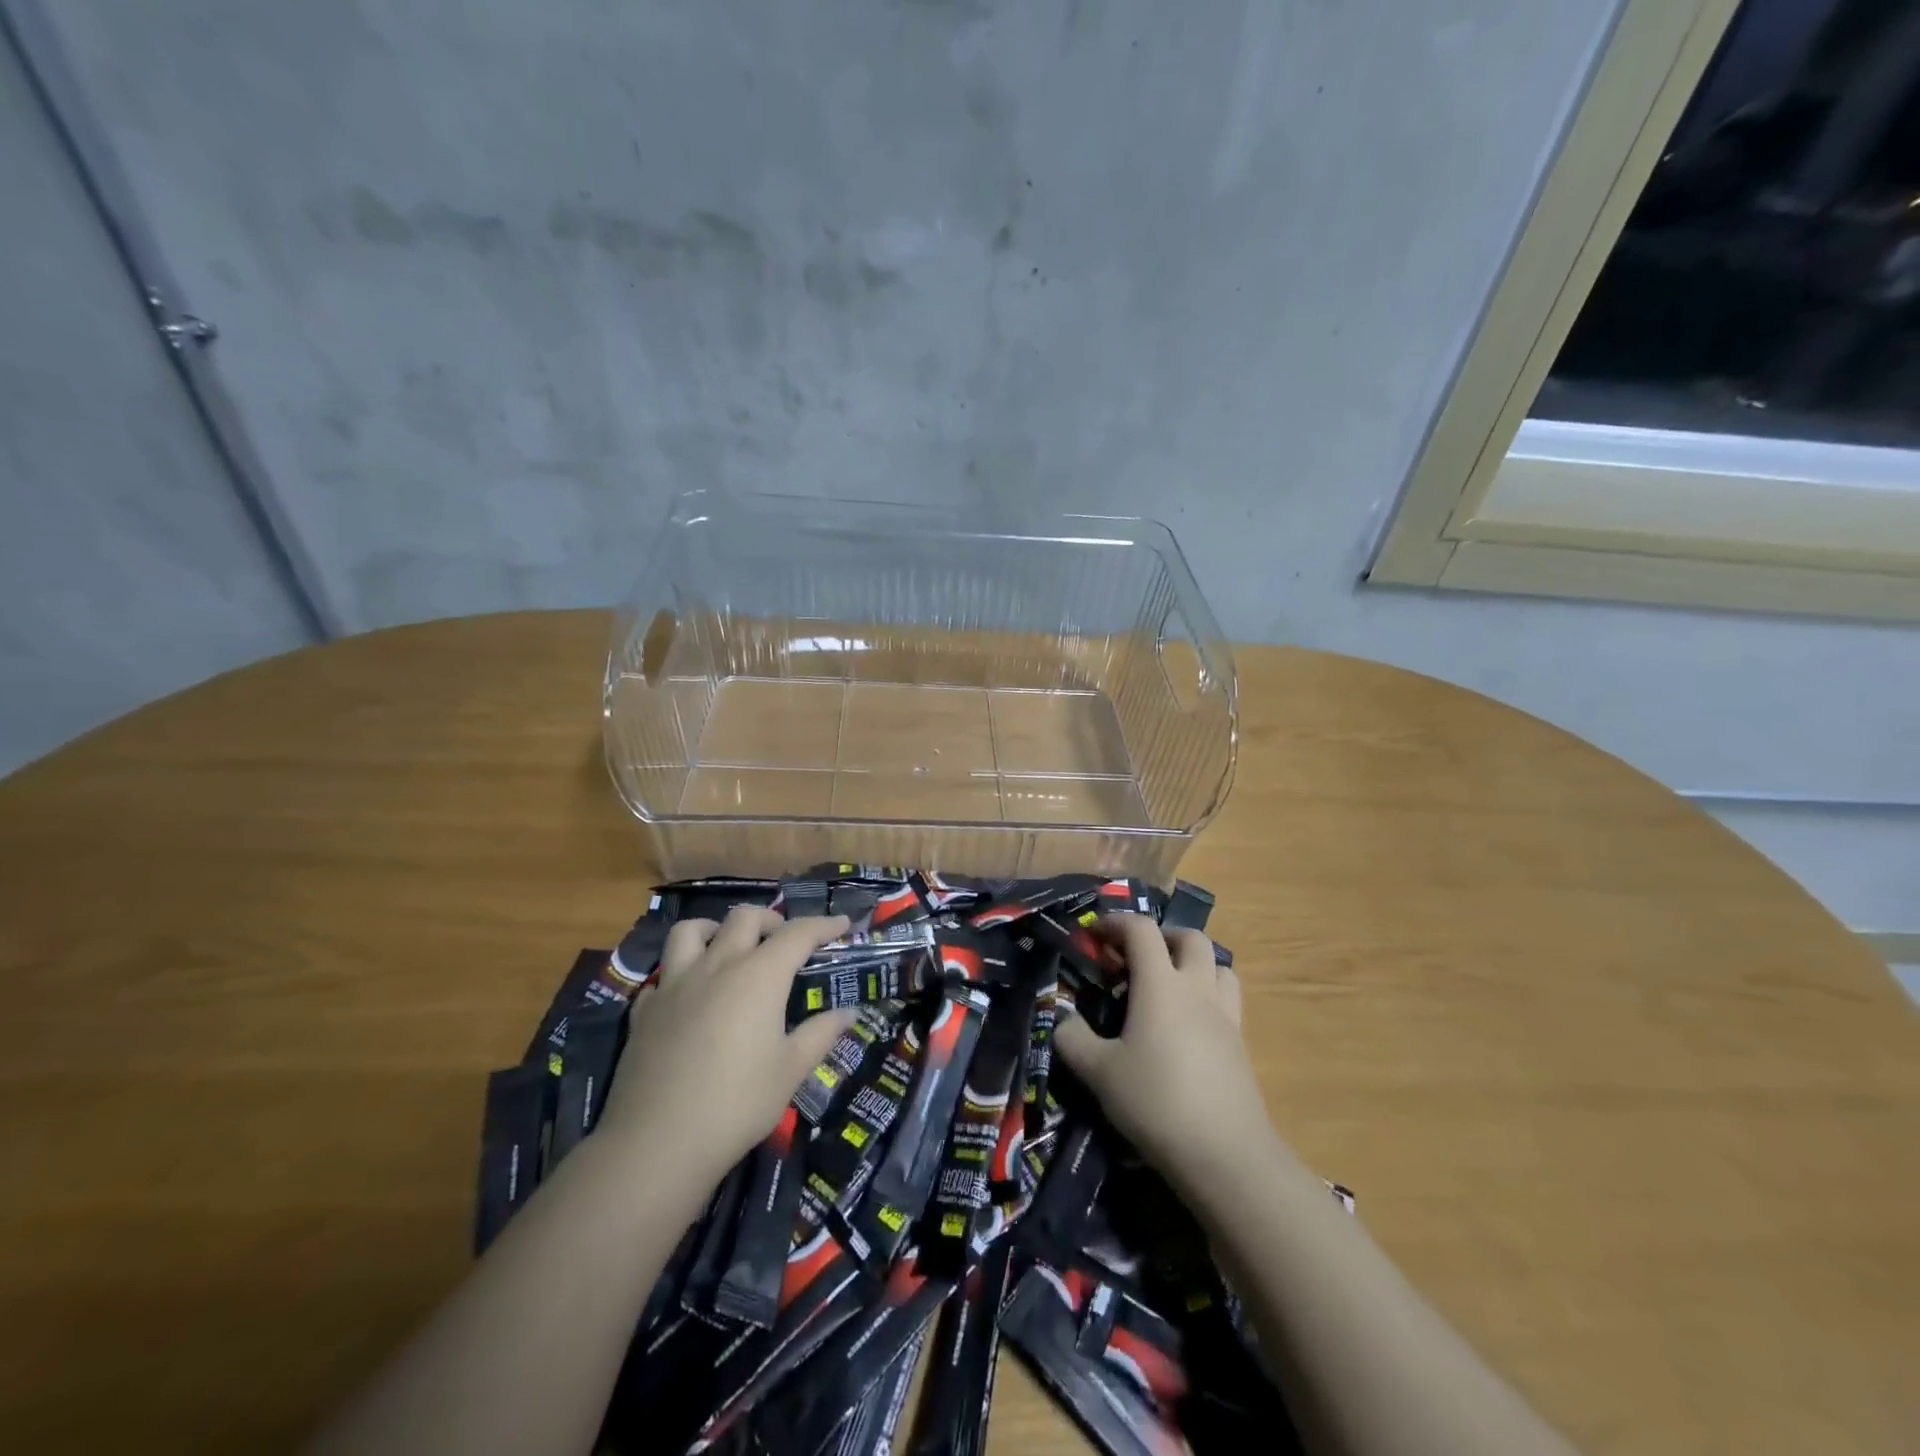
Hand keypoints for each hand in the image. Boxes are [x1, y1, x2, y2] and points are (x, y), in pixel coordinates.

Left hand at [596, 907, 855, 1187]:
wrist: (657, 1142)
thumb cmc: (737, 1103)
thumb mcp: (790, 1070)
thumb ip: (820, 1034)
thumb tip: (848, 1013)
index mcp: (759, 976)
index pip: (797, 933)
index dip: (824, 925)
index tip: (843, 924)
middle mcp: (717, 966)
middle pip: (744, 918)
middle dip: (771, 919)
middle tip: (786, 939)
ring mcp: (674, 985)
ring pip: (690, 931)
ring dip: (715, 929)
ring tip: (728, 947)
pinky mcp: (645, 1010)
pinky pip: (663, 975)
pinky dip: (681, 973)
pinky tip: (689, 996)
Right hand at [1053, 914, 1275, 1191]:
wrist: (1225, 1154)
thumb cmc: (1156, 1101)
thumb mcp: (1099, 1072)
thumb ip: (1073, 1038)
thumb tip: (1063, 1018)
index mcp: (1160, 984)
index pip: (1141, 930)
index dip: (1116, 923)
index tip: (1095, 934)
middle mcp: (1196, 988)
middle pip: (1189, 938)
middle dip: (1161, 936)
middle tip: (1136, 957)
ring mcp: (1225, 1015)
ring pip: (1218, 965)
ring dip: (1193, 962)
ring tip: (1169, 984)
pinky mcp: (1241, 1044)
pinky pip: (1228, 999)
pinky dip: (1208, 994)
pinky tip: (1188, 1025)